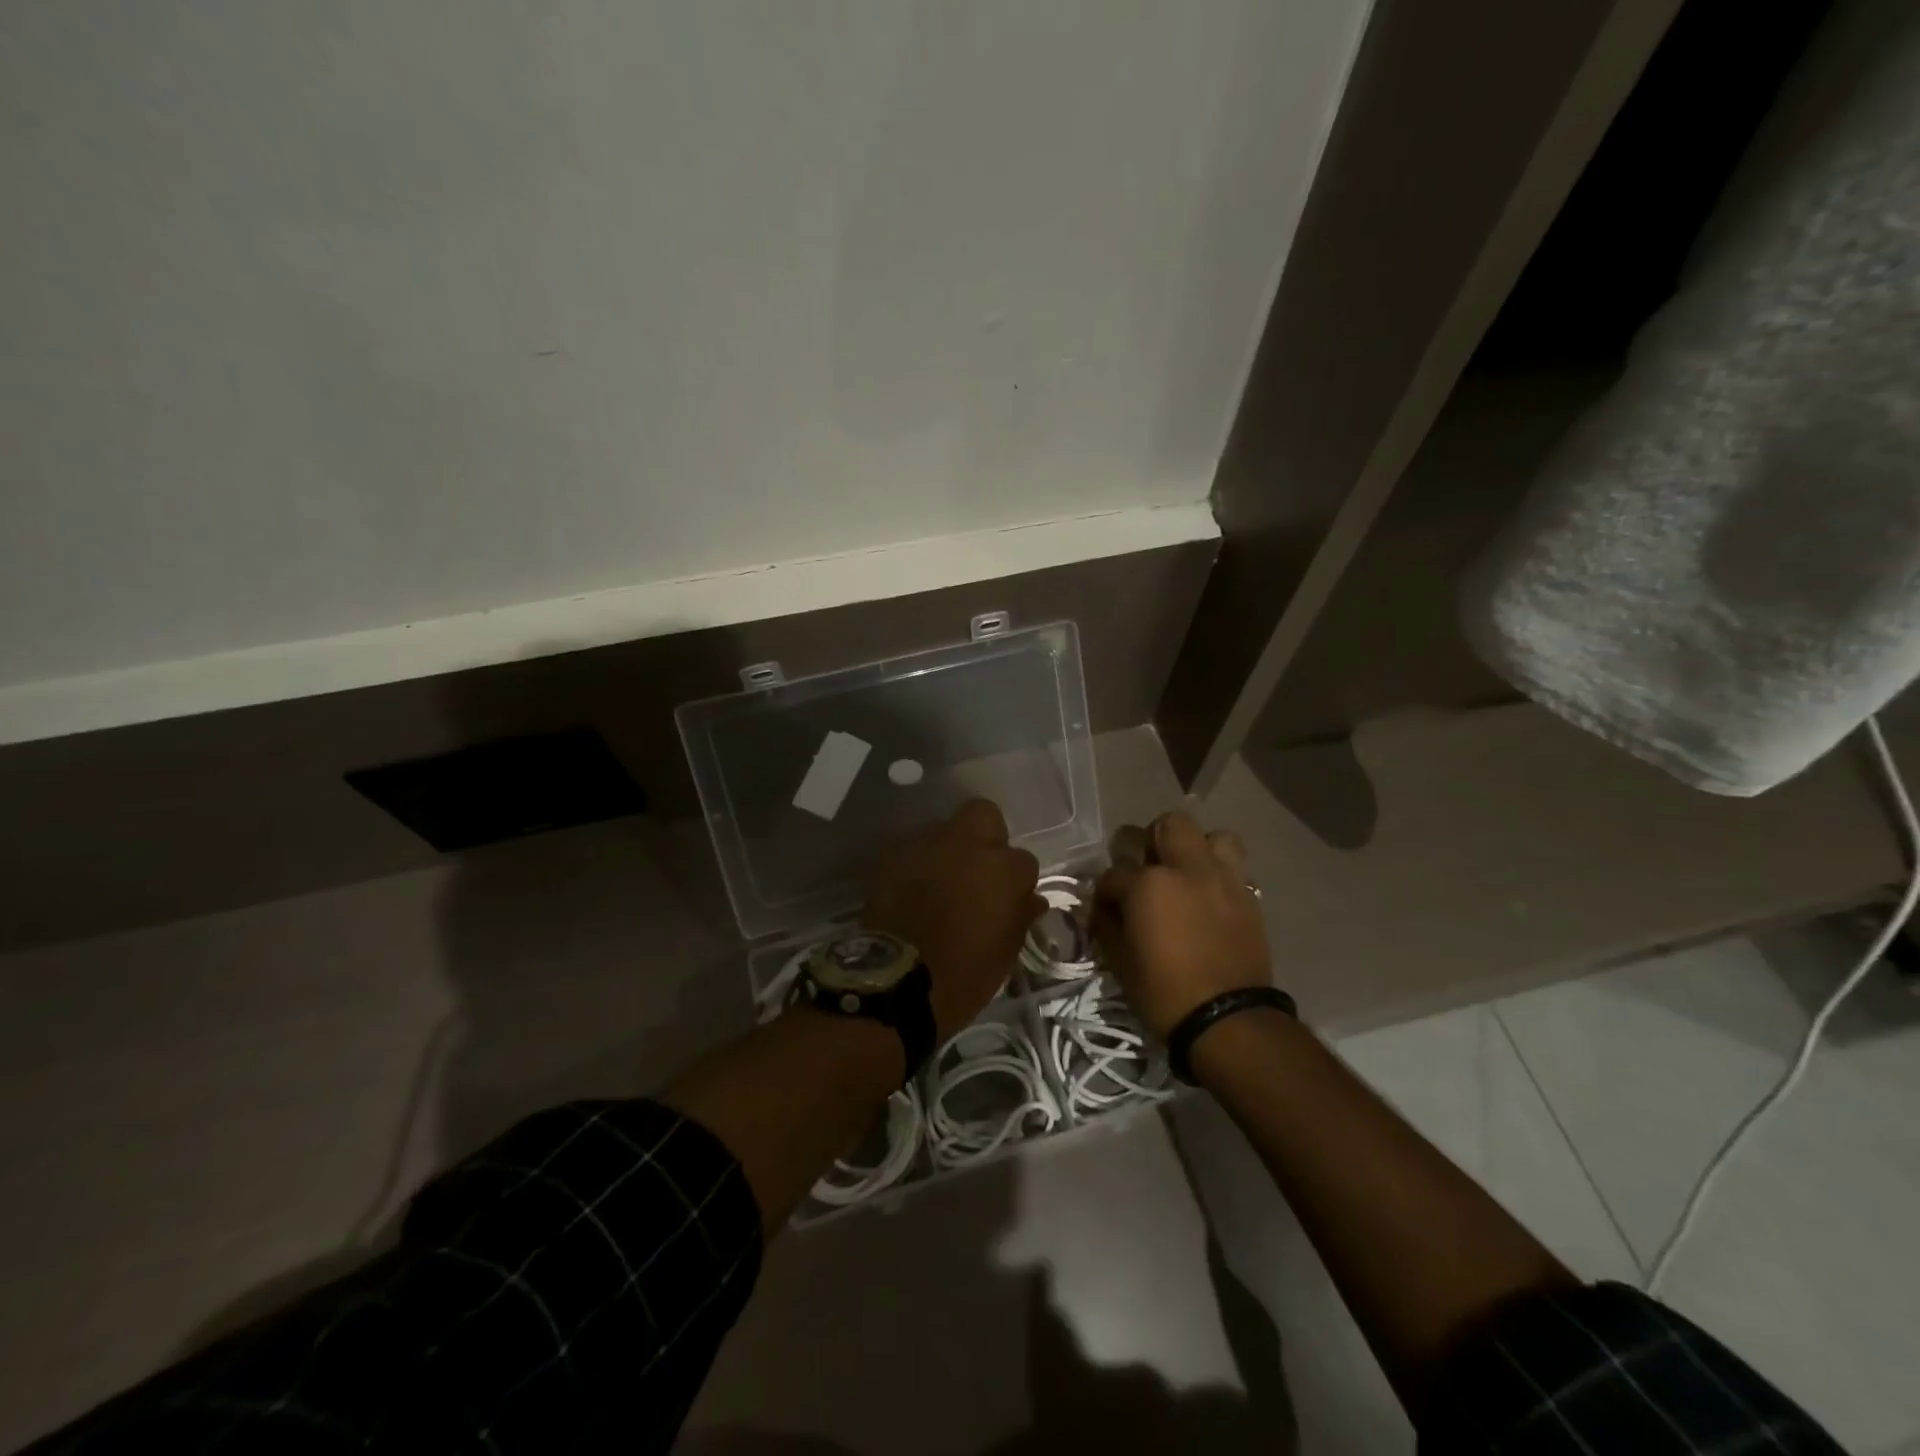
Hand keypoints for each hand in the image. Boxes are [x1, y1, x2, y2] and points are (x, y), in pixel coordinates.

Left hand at [863, 799, 1044, 1041]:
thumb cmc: (962, 976)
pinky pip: (913, 850)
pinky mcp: (892, 856)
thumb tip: (1031, 899)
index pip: (1024, 860)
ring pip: (944, 831)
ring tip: (940, 882)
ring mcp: (926, 846)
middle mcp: (966, 845)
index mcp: (1003, 870)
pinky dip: (917, 864)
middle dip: (986, 835)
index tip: (1008, 899)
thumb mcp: (1003, 954)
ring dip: (947, 851)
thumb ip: (1020, 917)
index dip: (1016, 880)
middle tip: (979, 868)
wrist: (894, 983)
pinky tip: (913, 889)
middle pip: (984, 815)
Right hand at [1092, 810, 1271, 1040]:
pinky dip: (1219, 873)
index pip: (1115, 871)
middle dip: (1151, 840)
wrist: (1229, 1020)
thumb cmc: (1164, 994)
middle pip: (1168, 825)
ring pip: (1213, 835)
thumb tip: (1103, 907)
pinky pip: (1234, 867)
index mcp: (1148, 884)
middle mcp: (1187, 869)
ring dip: (1196, 848)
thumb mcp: (1120, 962)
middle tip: (1147, 868)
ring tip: (1187, 874)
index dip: (1106, 891)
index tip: (1107, 908)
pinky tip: (1209, 897)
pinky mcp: (1249, 896)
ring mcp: (1223, 879)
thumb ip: (1107, 923)